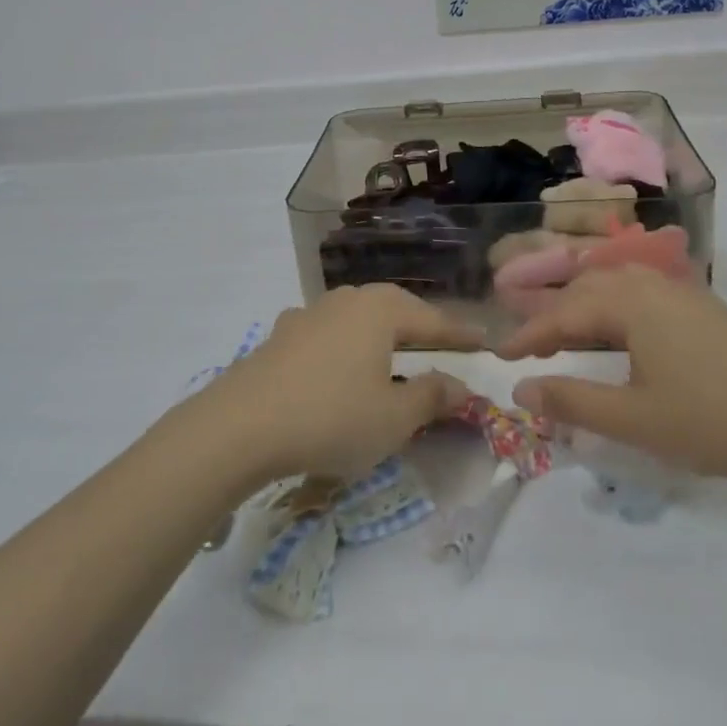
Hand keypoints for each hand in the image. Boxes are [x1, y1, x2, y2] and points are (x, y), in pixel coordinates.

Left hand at [196, 286, 481, 481]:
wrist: (241, 425)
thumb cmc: (331, 418)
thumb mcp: (394, 418)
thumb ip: (431, 397)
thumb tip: (460, 386)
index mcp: (379, 311)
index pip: (432, 321)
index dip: (461, 335)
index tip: (485, 341)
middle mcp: (345, 301)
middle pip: (394, 308)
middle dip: (420, 325)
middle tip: (443, 343)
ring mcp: (309, 314)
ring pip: (358, 317)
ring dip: (381, 333)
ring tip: (395, 351)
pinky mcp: (281, 336)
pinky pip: (329, 333)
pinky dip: (348, 345)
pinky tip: (342, 361)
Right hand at [498, 266, 726, 490]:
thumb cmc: (715, 423)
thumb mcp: (634, 420)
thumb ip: (571, 401)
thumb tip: (520, 388)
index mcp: (630, 303)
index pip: (563, 314)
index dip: (528, 335)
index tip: (500, 355)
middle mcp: (653, 286)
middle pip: (588, 290)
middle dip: (553, 316)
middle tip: (531, 348)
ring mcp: (684, 294)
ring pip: (617, 290)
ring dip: (585, 311)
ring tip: (569, 341)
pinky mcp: (706, 311)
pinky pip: (644, 299)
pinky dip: (616, 314)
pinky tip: (620, 340)